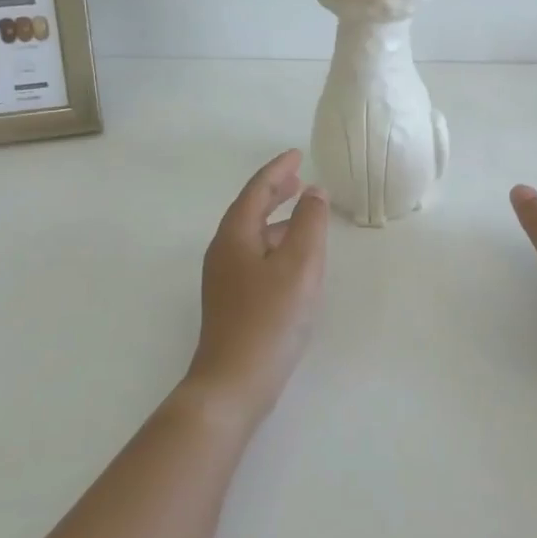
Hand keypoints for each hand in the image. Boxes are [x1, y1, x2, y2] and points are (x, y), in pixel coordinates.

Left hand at [188, 149, 329, 427]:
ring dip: (276, 219)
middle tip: (299, 178)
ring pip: (253, 235)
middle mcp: (223, 252)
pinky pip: (255, 257)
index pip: (257, 190)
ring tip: (303, 214)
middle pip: (249, 210)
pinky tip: (293, 260)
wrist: (233, 383)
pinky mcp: (232, 301)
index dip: (278, 170)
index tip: (297, 154)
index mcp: (235, 236)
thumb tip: (313, 193)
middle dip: (274, 191)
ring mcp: (224, 279)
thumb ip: (309, 224)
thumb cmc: (269, 319)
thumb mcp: (300, 265)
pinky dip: (275, 244)